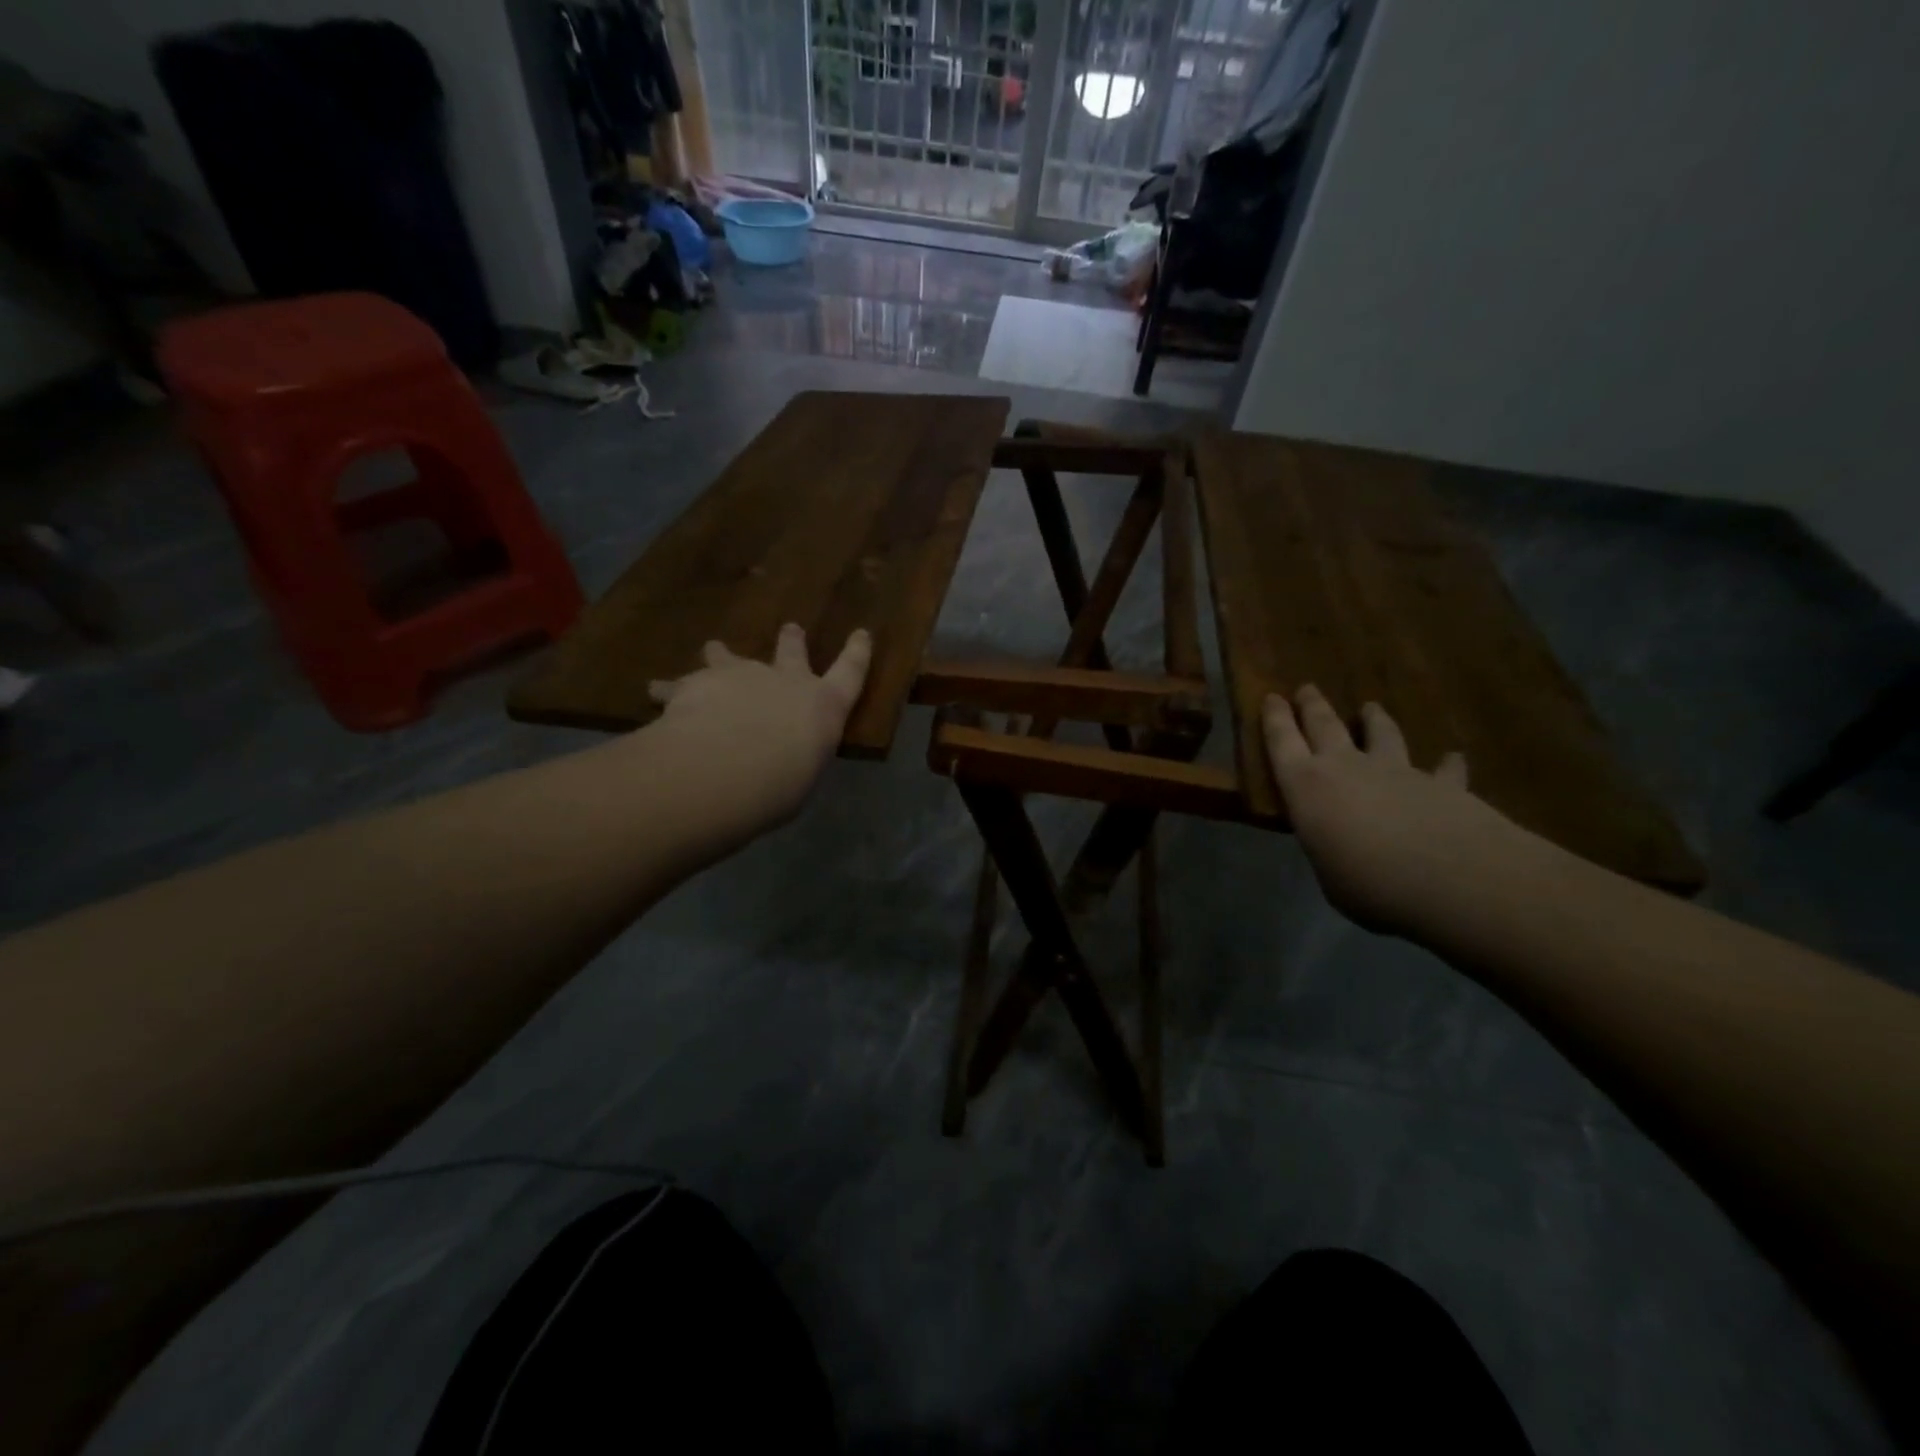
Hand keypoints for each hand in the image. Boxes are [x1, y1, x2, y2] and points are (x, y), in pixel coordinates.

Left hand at [643, 623, 871, 837]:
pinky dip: (668, 689)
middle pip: (790, 653)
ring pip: (729, 657)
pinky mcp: (696, 683)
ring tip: (713, 647)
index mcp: (822, 705)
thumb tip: (779, 763)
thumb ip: (793, 761)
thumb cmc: (781, 784)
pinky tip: (654, 692)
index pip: (850, 673)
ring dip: (722, 654)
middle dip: (791, 641)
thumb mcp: (800, 778)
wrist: (726, 766)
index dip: (857, 653)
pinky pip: (678, 684)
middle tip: (790, 627)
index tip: (861, 633)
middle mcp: (784, 681)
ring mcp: (739, 676)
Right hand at [1263, 685, 1531, 935]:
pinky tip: (1452, 759)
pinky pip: (1443, 770)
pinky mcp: (1443, 785)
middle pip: (1325, 725)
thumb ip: (1330, 848)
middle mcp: (1347, 767)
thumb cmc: (1369, 884)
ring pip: (1382, 734)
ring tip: (1371, 707)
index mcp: (1306, 787)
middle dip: (1313, 706)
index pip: (1282, 742)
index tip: (1272, 696)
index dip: (1275, 718)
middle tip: (1307, 689)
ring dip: (1375, 720)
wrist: (1452, 878)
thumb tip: (1340, 845)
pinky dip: (1446, 765)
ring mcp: (1398, 772)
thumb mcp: (1329, 873)